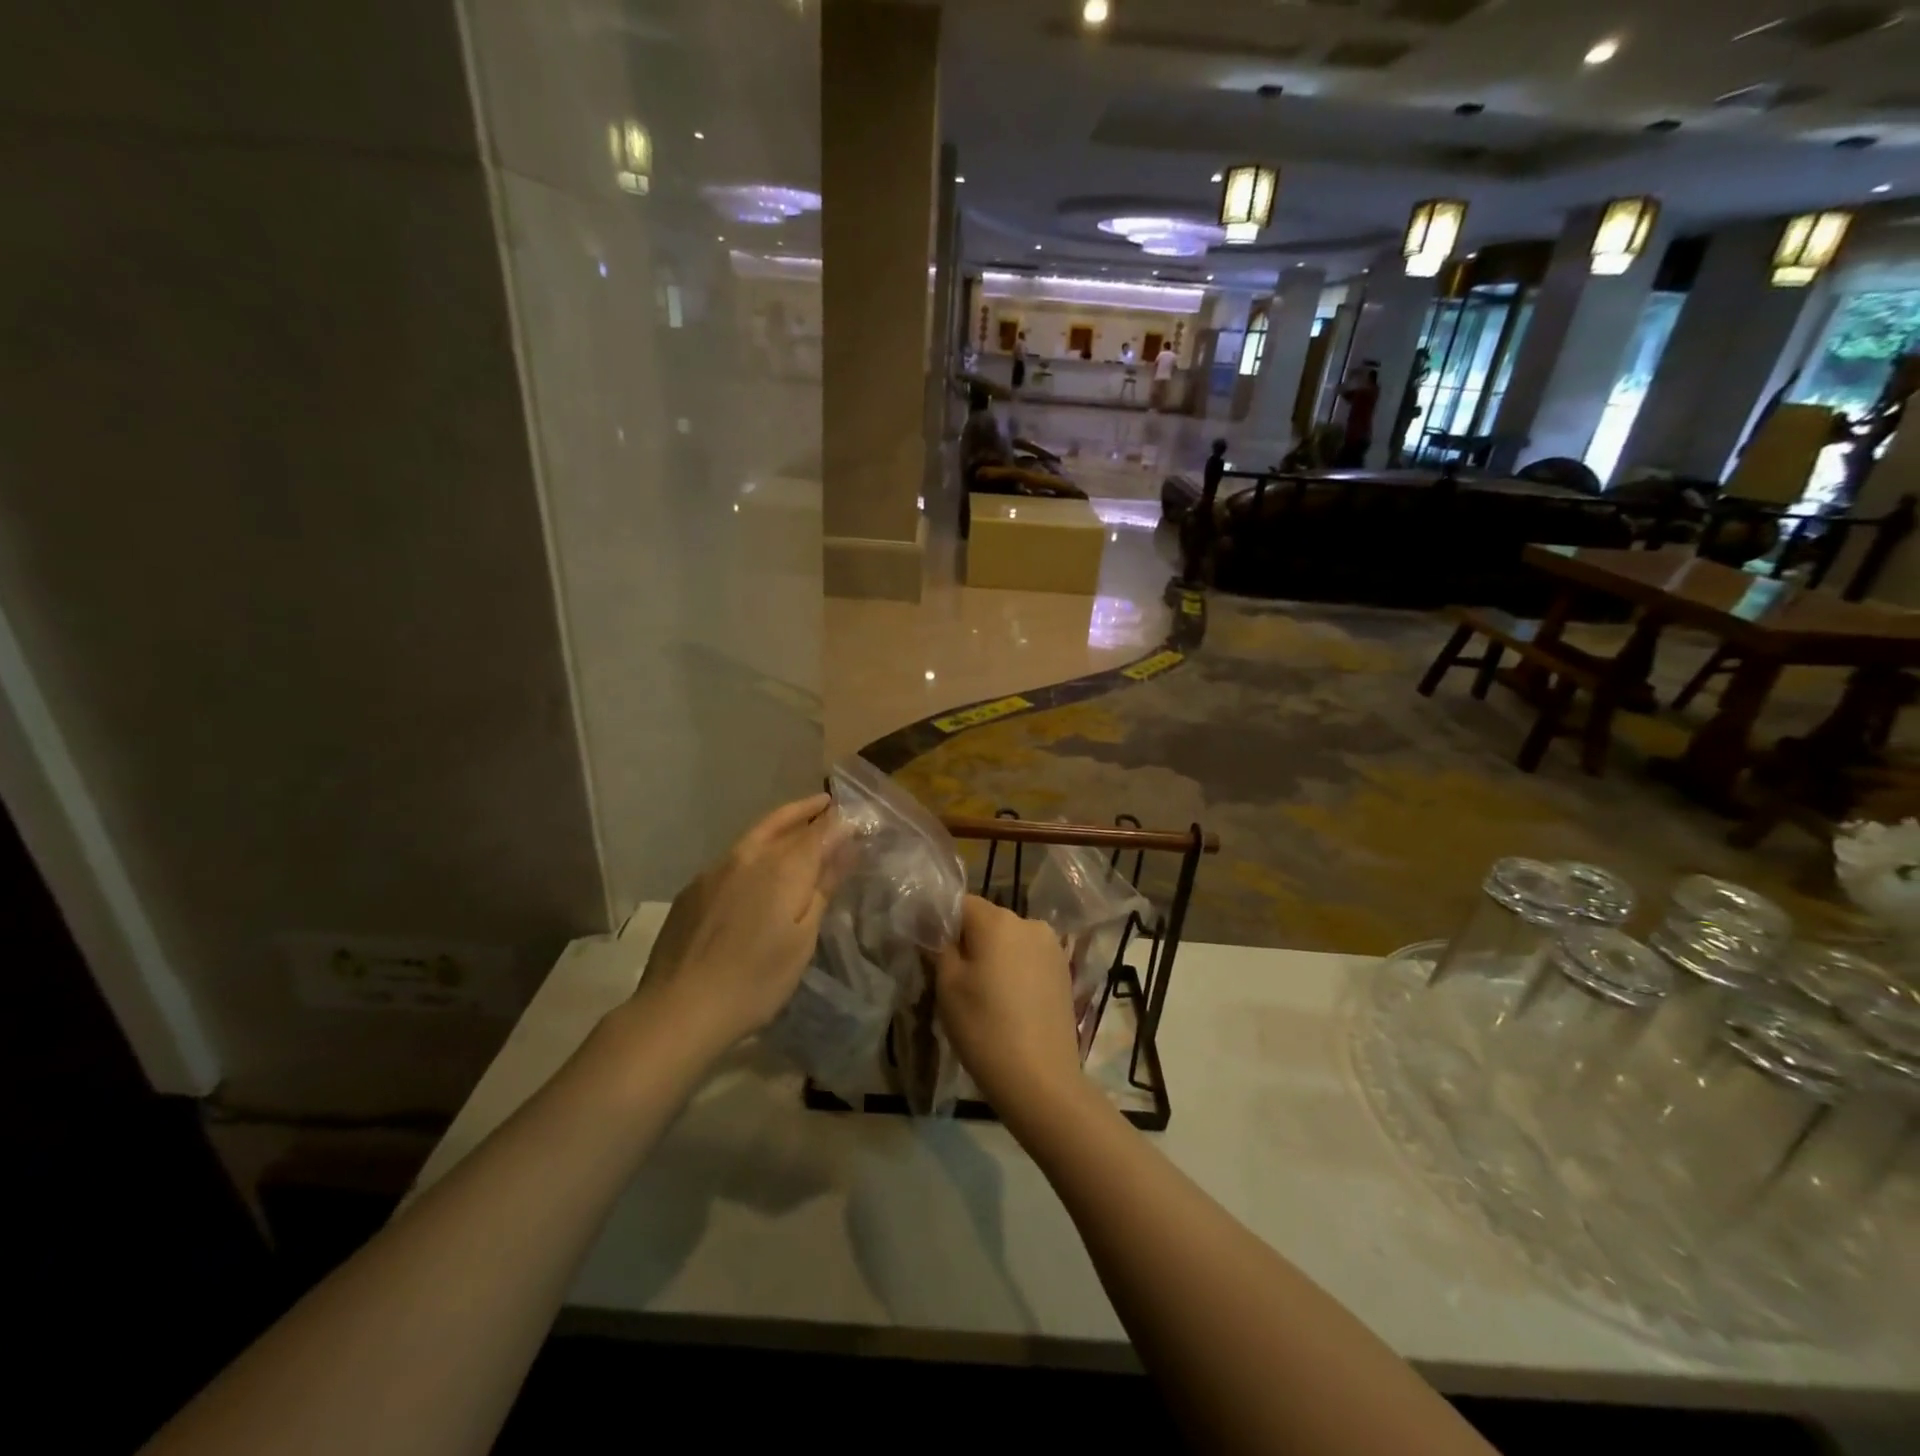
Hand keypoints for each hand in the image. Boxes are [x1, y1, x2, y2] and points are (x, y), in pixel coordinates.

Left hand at [631, 794, 848, 1055]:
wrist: (679, 1009)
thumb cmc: (756, 981)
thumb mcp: (803, 939)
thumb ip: (823, 887)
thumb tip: (846, 846)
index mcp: (783, 867)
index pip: (819, 829)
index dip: (839, 820)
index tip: (855, 815)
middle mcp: (748, 856)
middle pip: (782, 821)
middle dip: (808, 811)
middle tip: (827, 803)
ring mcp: (715, 869)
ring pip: (755, 835)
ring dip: (781, 826)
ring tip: (798, 828)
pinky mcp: (693, 888)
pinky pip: (733, 857)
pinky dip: (755, 851)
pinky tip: (757, 870)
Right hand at [935, 896, 1083, 1117]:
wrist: (1040, 1079)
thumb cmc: (984, 1028)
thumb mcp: (947, 987)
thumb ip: (940, 948)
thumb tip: (938, 931)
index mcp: (997, 921)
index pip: (961, 903)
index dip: (942, 922)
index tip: (931, 950)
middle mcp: (1029, 923)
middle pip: (988, 921)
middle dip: (970, 941)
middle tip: (954, 977)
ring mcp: (1052, 947)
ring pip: (1010, 940)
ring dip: (995, 956)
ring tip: (984, 994)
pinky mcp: (1064, 971)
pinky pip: (1029, 958)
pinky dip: (1016, 970)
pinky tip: (1009, 1003)